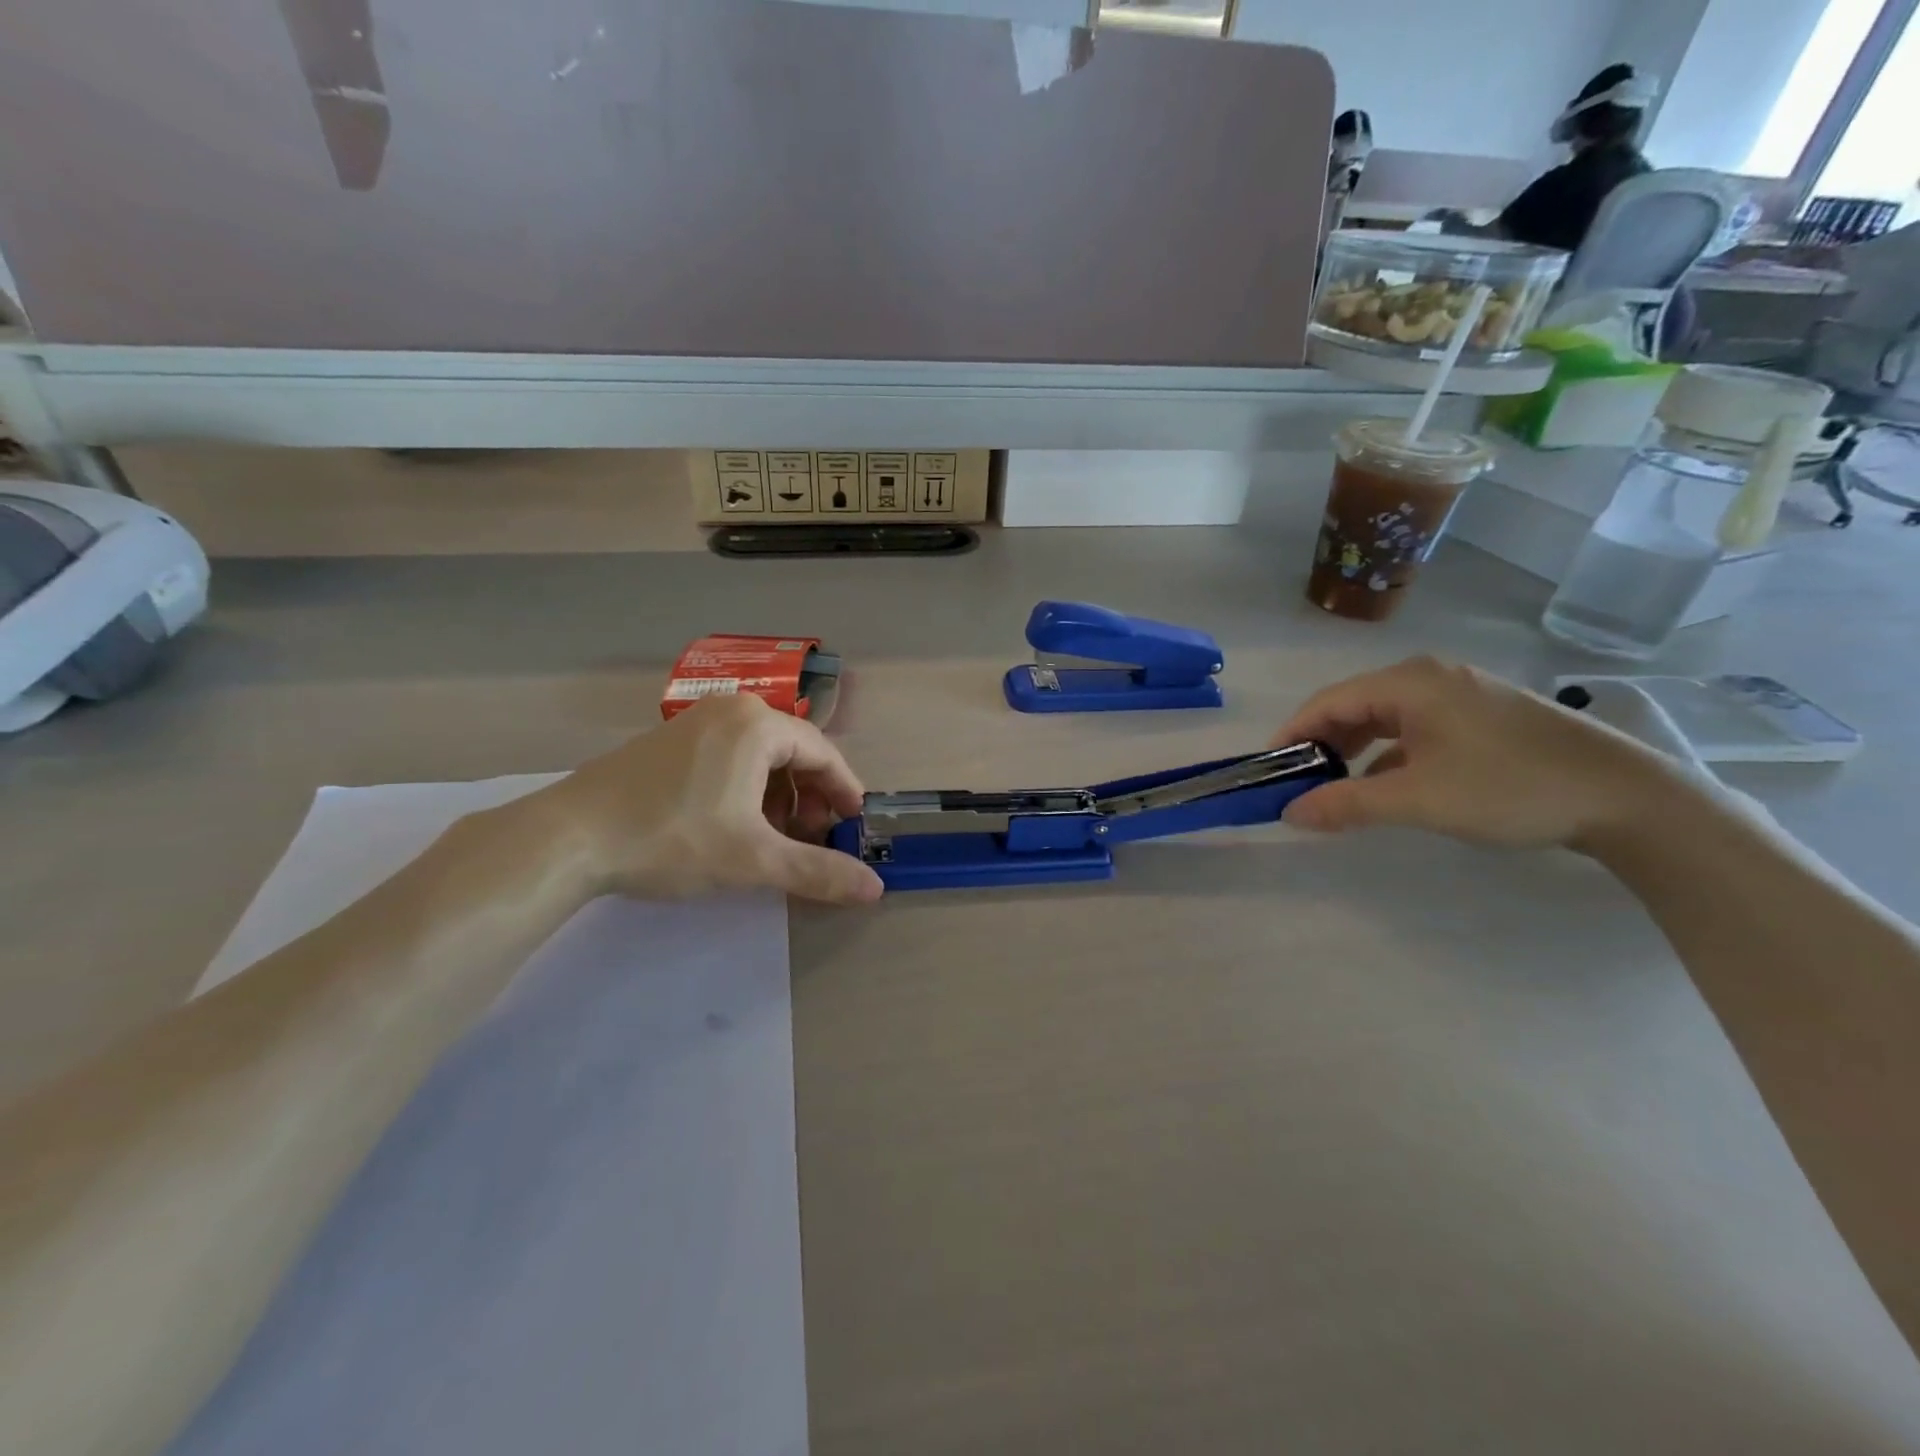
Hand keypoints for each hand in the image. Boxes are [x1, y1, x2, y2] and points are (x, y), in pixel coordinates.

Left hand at [531, 693, 882, 904]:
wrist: (567, 838)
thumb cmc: (672, 839)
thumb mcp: (754, 860)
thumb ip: (819, 871)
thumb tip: (876, 890)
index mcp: (757, 725)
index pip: (823, 754)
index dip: (845, 793)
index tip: (854, 828)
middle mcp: (730, 711)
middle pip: (793, 752)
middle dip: (810, 799)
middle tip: (812, 840)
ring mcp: (695, 722)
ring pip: (760, 757)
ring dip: (779, 798)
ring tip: (774, 840)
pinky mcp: (669, 742)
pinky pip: (729, 758)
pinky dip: (746, 790)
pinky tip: (736, 826)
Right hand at [1275, 657, 1684, 849]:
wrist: (1626, 798)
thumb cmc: (1510, 788)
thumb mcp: (1418, 800)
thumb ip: (1347, 804)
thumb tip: (1289, 813)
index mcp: (1410, 682)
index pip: (1327, 702)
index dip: (1291, 735)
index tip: (1268, 770)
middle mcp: (1430, 677)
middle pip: (1353, 705)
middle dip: (1320, 743)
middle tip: (1298, 782)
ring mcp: (1460, 693)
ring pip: (1384, 717)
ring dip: (1353, 749)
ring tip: (1335, 785)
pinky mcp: (1482, 715)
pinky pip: (1414, 727)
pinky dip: (1388, 752)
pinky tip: (1386, 783)